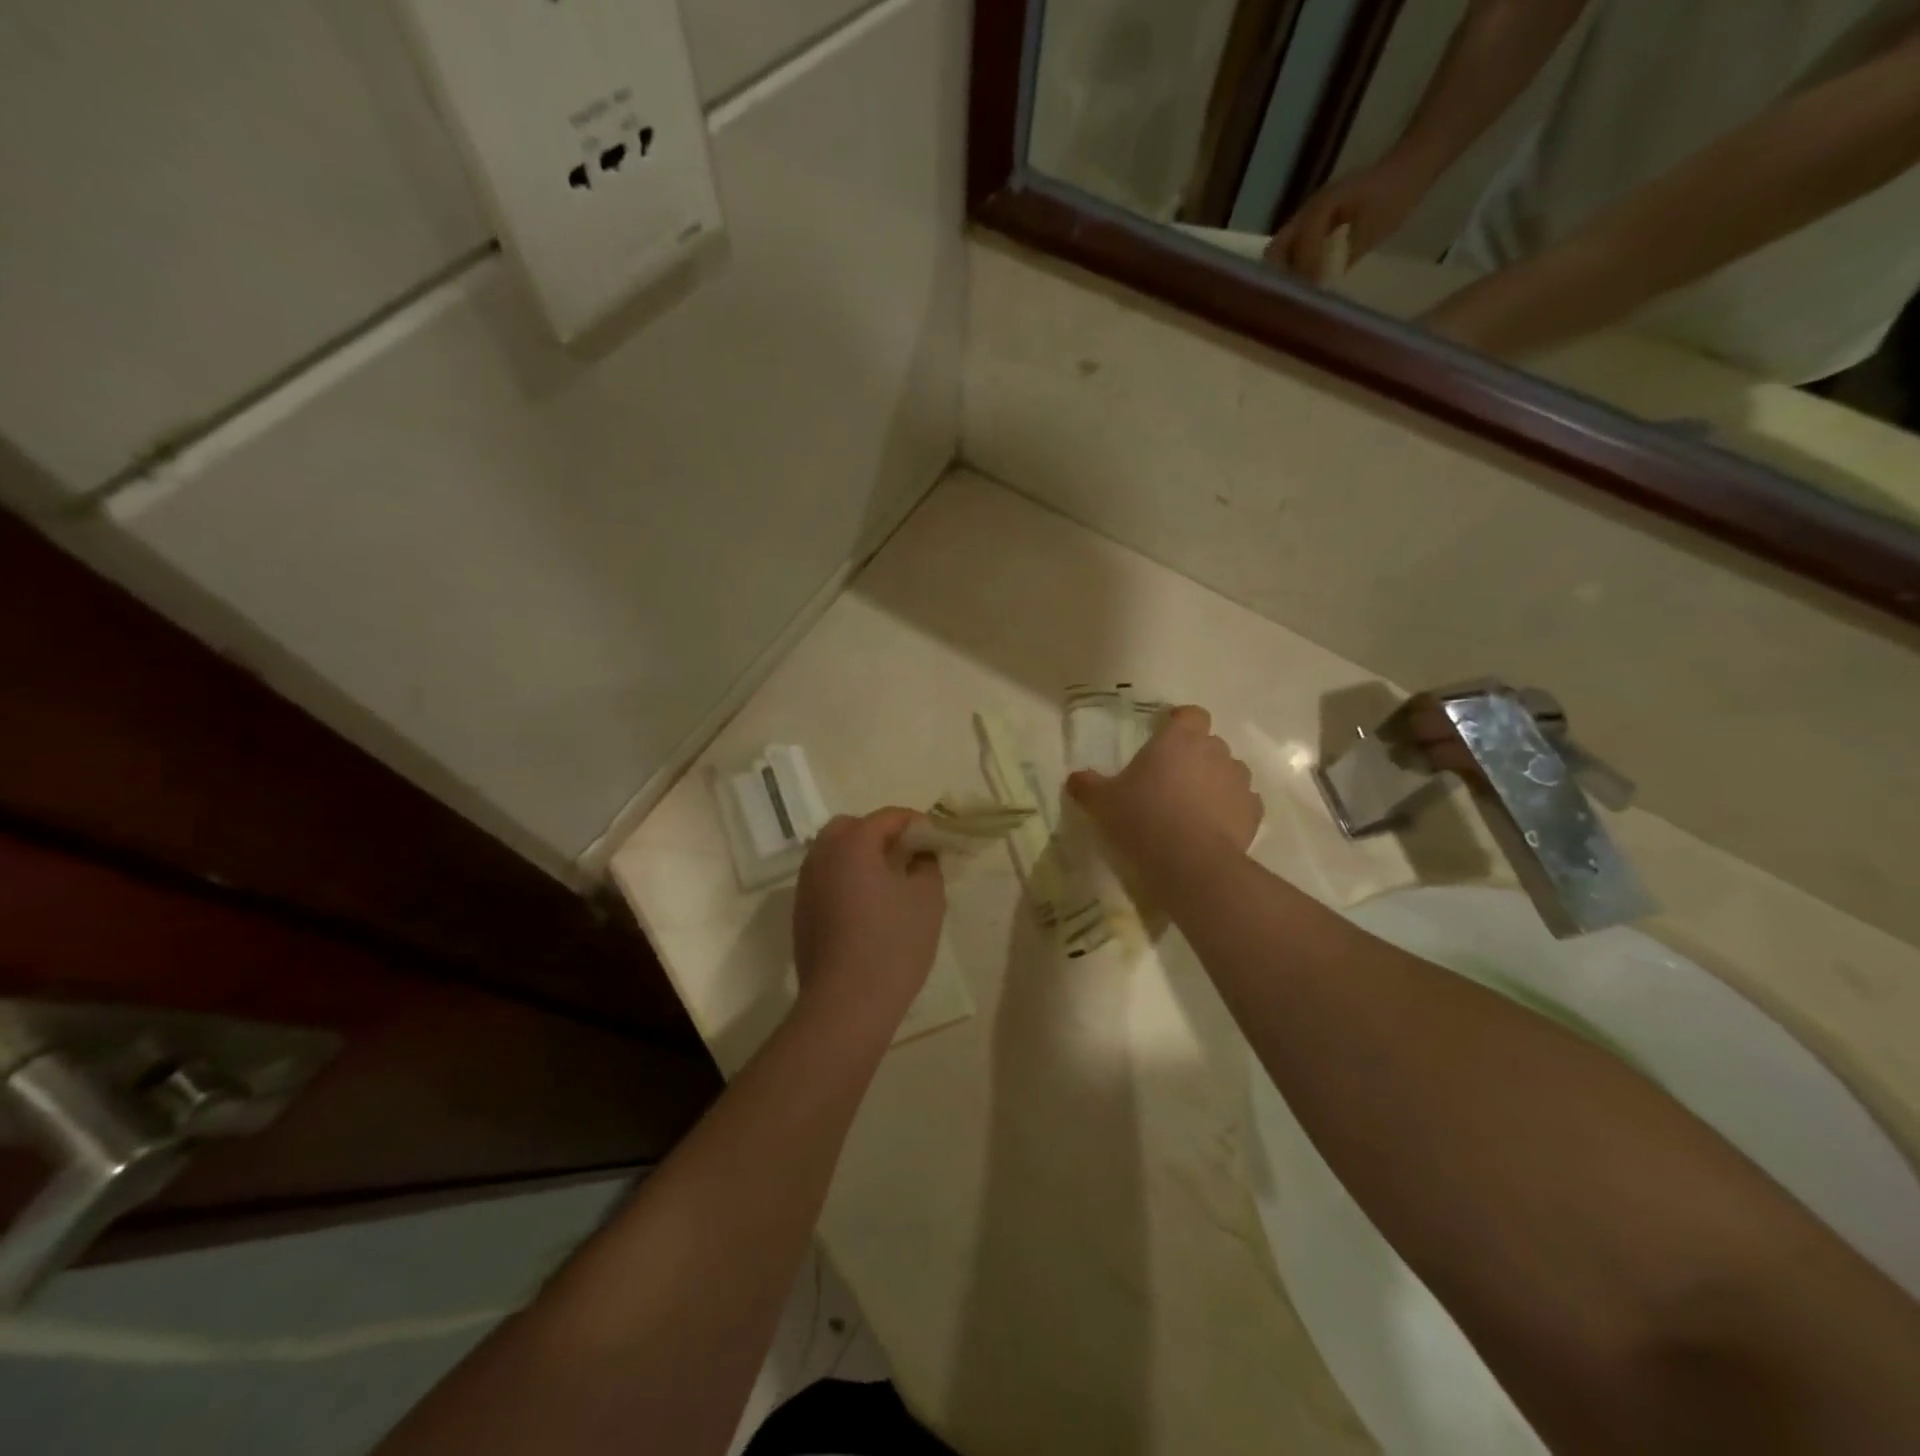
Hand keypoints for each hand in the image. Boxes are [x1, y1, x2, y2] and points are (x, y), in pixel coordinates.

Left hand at [792, 808, 945, 1032]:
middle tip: (906, 853)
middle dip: (879, 832)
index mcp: (852, 845)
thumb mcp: (927, 900)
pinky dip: (846, 878)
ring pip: (832, 853)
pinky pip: (825, 879)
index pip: (886, 817)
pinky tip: (867, 906)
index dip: (914, 822)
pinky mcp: (801, 913)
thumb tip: (920, 856)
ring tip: (889, 878)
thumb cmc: (893, 945)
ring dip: (859, 855)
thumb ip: (927, 866)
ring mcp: (805, 886)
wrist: (846, 1004)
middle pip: (850, 827)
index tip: (934, 837)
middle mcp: (821, 857)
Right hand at [1067, 706, 1262, 895]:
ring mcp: (1238, 781)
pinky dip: (1231, 809)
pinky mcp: (1253, 812)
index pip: (1190, 714)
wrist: (1190, 864)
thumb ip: (1088, 785)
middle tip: (1171, 779)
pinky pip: (1243, 802)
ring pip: (1229, 771)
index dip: (1180, 722)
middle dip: (1194, 755)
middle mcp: (1214, 751)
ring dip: (1215, 781)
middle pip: (1209, 742)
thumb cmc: (1142, 819)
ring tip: (1194, 805)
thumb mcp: (1102, 802)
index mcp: (1178, 739)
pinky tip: (1213, 827)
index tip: (1165, 736)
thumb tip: (1075, 778)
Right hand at [1265, 155, 1430, 282]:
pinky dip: (1292, 268)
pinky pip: (1292, 249)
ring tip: (1295, 296)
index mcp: (1323, 207)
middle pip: (1276, 249)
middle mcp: (1308, 210)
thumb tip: (1328, 286)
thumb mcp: (1375, 228)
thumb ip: (1348, 255)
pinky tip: (1302, 284)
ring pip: (1281, 250)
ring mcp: (1308, 216)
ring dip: (1284, 274)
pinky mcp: (1314, 223)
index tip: (1312, 293)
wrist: (1410, 167)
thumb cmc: (1396, 195)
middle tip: (1292, 299)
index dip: (1305, 269)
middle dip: (1279, 275)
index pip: (1302, 243)